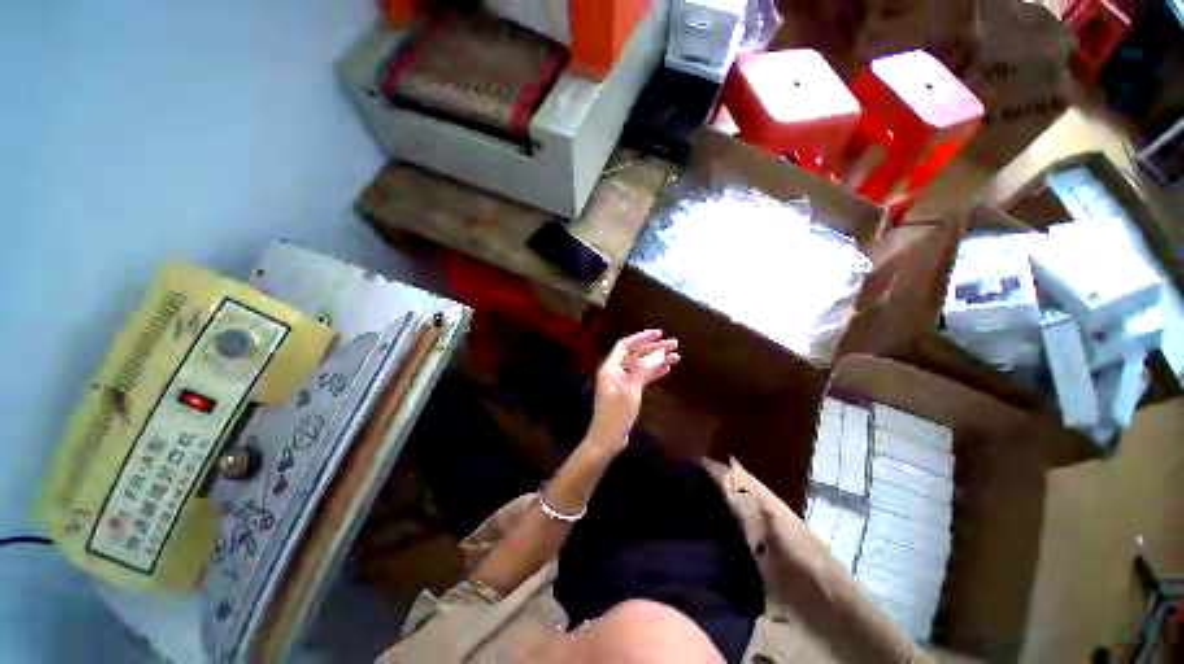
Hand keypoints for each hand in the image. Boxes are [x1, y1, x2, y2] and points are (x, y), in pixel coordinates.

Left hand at [584, 330, 679, 454]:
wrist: (607, 440)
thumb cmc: (616, 415)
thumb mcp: (631, 390)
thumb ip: (644, 369)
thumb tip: (658, 352)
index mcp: (611, 368)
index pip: (626, 345)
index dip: (642, 337)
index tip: (659, 333)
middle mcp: (615, 371)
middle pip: (636, 354)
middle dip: (654, 348)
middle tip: (674, 344)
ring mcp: (621, 382)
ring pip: (641, 365)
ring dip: (656, 360)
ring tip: (676, 356)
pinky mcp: (627, 392)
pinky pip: (642, 377)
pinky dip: (653, 372)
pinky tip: (667, 369)